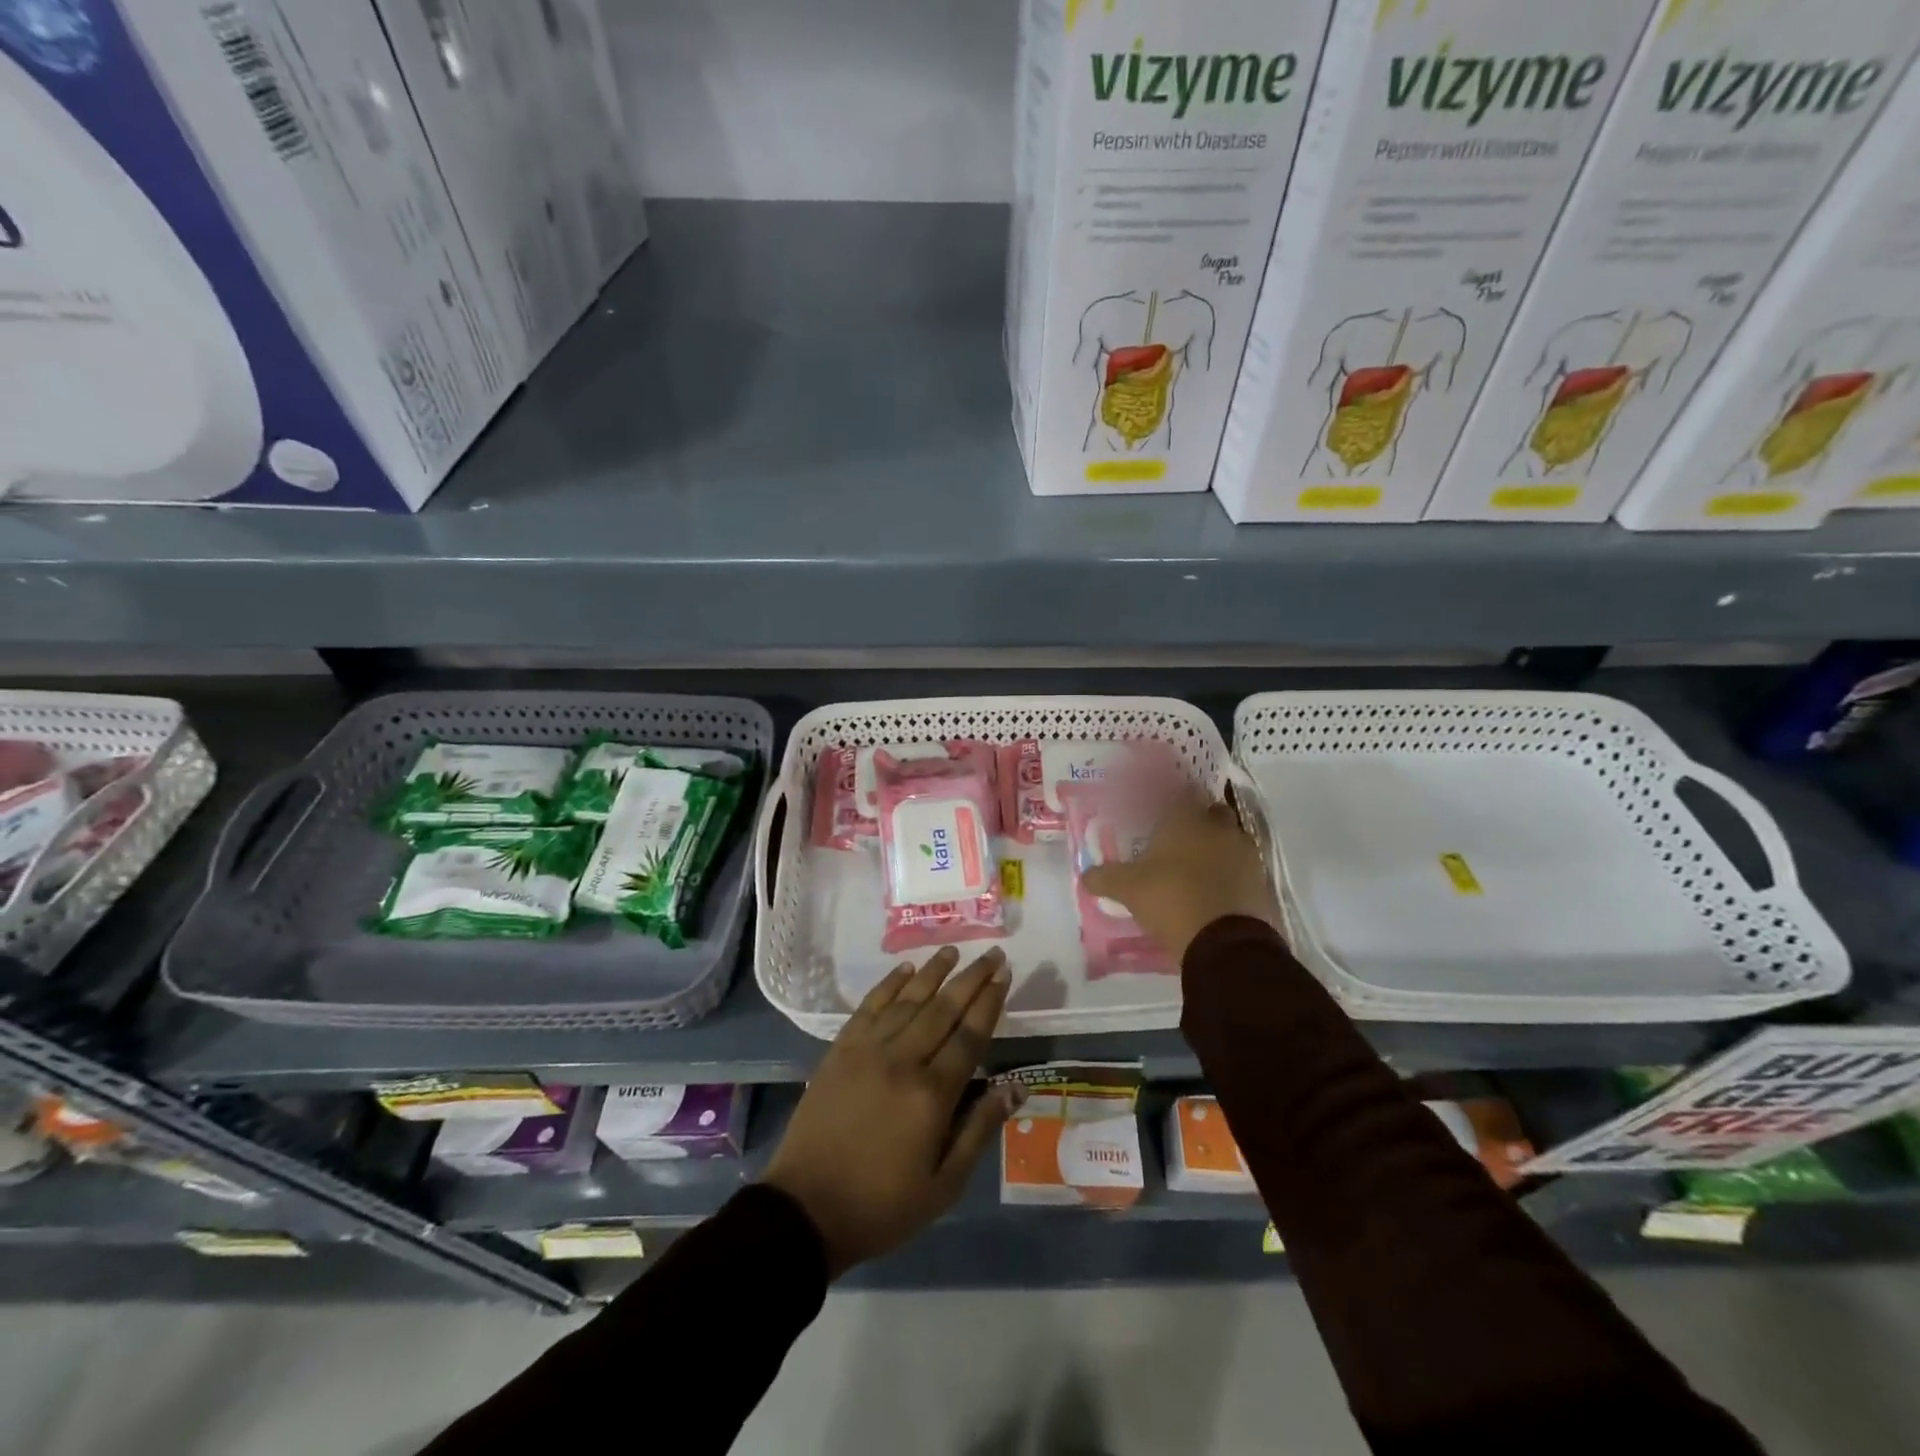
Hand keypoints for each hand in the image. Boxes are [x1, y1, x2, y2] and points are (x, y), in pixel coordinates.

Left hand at [762, 946, 1024, 1277]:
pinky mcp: (841, 1050)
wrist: (806, 1209)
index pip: (970, 1035)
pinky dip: (889, 984)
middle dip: (971, 978)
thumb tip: (1016, 1087)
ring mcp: (867, 1050)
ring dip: (933, 972)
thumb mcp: (944, 1185)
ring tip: (953, 951)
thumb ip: (980, 1129)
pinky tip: (906, 969)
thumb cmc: (882, 1204)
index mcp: (932, 1095)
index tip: (1005, 975)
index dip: (989, 1002)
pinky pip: (870, 1007)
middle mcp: (903, 1060)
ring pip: (908, 1000)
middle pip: (943, 1008)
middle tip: (993, 953)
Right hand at [1080, 792, 1281, 962]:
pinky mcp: (1260, 881)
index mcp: (1185, 819)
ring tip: (1196, 867)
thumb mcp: (1128, 889)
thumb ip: (1105, 878)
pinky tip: (1214, 890)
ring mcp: (1244, 854)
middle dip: (1198, 820)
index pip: (1181, 792)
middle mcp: (1218, 828)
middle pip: (1211, 812)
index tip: (1161, 806)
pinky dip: (1230, 874)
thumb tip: (1085, 876)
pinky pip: (1242, 868)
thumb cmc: (1170, 898)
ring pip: (1229, 839)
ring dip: (1217, 847)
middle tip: (1178, 838)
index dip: (1172, 796)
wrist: (1224, 941)